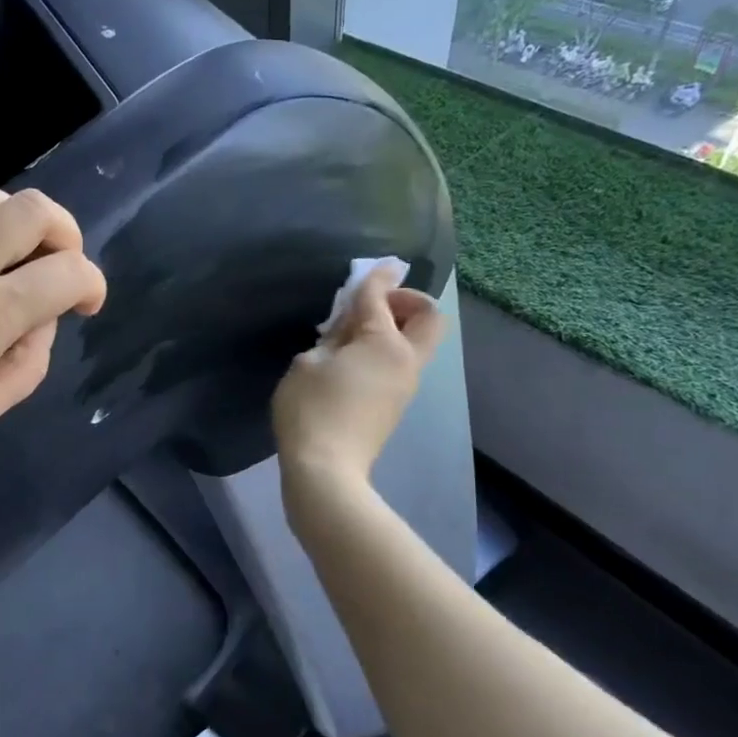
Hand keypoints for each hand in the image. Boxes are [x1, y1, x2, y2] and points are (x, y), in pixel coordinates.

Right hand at [271, 265, 446, 486]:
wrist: (327, 470)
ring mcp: (405, 385)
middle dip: (408, 301)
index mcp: (384, 343)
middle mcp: (405, 360)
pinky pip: (400, 363)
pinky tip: (352, 362)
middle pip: (429, 319)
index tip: (379, 265)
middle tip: (375, 306)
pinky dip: (385, 351)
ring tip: (352, 336)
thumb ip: (331, 338)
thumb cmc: (310, 410)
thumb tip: (347, 329)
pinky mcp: (395, 405)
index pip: (380, 298)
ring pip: (416, 343)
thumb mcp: (308, 363)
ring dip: (395, 328)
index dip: (377, 277)